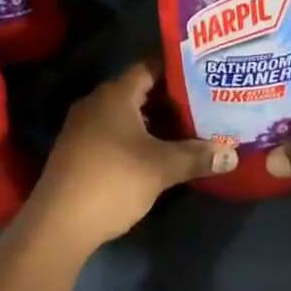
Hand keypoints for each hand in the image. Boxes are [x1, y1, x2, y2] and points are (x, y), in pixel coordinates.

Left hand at [23, 61, 236, 255]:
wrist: (58, 224)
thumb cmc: (113, 181)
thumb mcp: (161, 168)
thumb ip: (197, 156)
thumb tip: (232, 154)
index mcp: (115, 94)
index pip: (150, 67)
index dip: (176, 68)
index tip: (203, 73)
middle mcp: (96, 102)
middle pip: (139, 90)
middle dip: (170, 98)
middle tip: (204, 103)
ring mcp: (84, 127)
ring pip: (127, 114)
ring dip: (154, 120)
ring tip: (188, 128)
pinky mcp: (79, 150)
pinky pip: (114, 131)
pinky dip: (137, 136)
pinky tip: (158, 152)